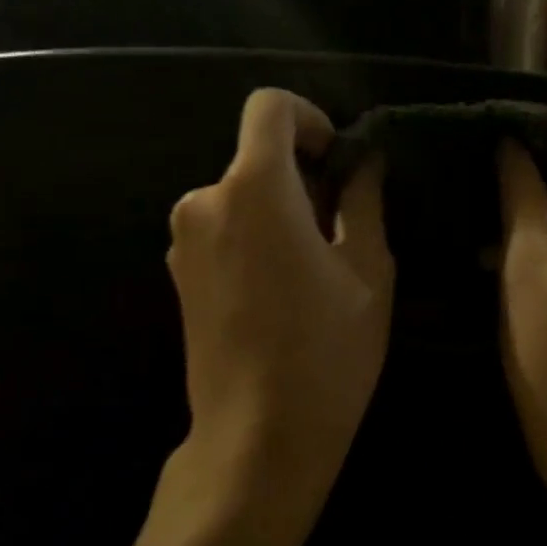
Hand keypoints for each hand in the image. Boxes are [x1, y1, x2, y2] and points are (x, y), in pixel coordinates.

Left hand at [167, 89, 393, 510]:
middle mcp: (205, 201)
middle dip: (302, 174)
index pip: (268, 107)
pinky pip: (222, 227)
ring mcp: (183, 240)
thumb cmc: (327, 350)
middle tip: (342, 226)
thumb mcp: (368, 269)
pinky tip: (282, 289)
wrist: (256, 438)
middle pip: (257, 155)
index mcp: (255, 188)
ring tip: (316, 266)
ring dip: (279, 208)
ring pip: (241, 194)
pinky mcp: (178, 273)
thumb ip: (363, 199)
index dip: (310, 119)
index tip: (337, 162)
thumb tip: (365, 160)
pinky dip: (254, 234)